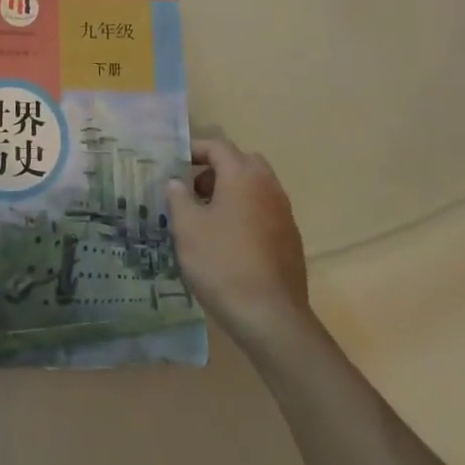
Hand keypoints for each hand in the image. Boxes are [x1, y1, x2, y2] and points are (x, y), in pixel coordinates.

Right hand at [166, 139, 310, 349]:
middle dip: (216, 169)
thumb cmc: (222, 264)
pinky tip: (229, 240)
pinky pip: (264, 210)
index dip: (194, 149)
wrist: (271, 317)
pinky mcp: (290, 238)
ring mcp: (284, 212)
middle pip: (241, 162)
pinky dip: (246, 211)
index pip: (218, 146)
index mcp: (243, 176)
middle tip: (193, 189)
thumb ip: (178, 197)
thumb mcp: (187, 228)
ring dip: (231, 190)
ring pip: (255, 186)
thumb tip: (176, 182)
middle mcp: (268, 186)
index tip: (174, 162)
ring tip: (207, 216)